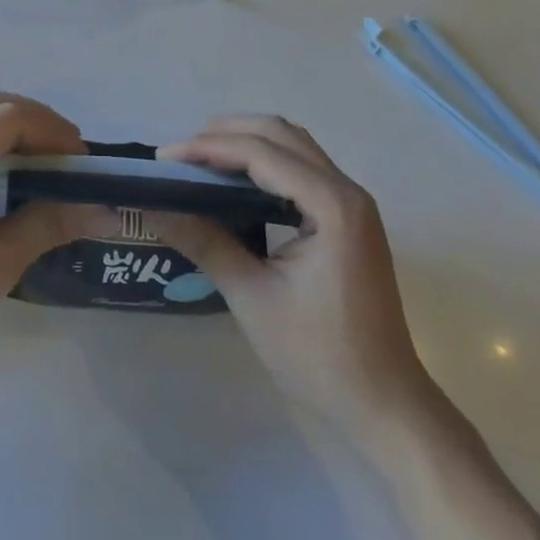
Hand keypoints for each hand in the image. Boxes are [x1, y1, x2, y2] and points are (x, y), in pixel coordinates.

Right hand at [149, 115, 434, 433]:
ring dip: (247, 142)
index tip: (164, 158)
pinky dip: (266, 162)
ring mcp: (353, 203)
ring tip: (202, 161)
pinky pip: (303, 168)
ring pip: (294, 145)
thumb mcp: (252, 298)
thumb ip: (205, 242)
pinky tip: (237, 182)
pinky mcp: (350, 218)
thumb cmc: (320, 356)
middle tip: (182, 155)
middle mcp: (347, 191)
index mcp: (332, 206)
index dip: (209, 148)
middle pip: (281, 134)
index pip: (261, 153)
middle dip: (227, 133)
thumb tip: (154, 207)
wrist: (385, 406)